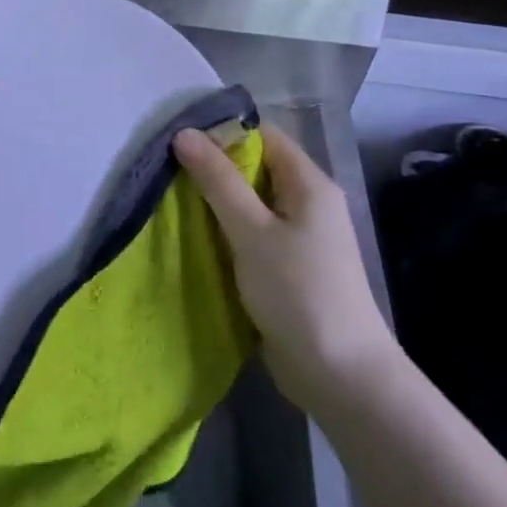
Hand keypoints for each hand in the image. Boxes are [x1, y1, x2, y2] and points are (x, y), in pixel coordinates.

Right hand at [174, 122, 398, 411]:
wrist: (339, 375)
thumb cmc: (298, 292)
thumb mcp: (251, 232)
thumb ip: (218, 181)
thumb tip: (184, 134)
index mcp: (309, 184)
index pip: (264, 135)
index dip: (223, 132)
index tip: (179, 139)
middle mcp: (308, 202)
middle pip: (256, 167)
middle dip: (214, 167)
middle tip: (167, 170)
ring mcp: (300, 236)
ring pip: (251, 202)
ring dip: (216, 202)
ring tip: (171, 198)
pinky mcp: (288, 265)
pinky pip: (252, 233)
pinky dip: (226, 230)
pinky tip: (195, 235)